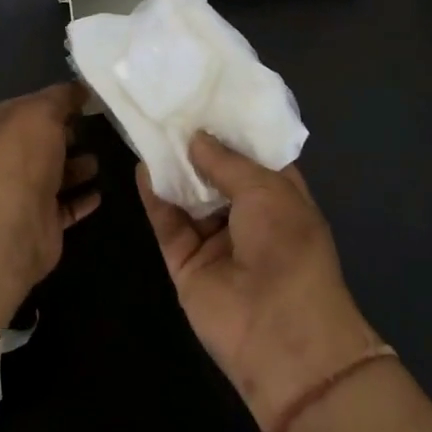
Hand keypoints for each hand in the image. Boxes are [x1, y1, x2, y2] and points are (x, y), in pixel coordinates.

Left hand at [0, 82, 100, 287]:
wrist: (14, 225)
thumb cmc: (22, 156)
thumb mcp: (43, 111)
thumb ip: (62, 96)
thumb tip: (80, 88)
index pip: (23, 107)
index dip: (51, 101)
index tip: (82, 100)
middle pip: (38, 142)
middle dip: (65, 136)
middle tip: (92, 129)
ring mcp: (17, 194)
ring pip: (52, 175)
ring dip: (76, 168)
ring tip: (97, 162)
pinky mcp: (38, 222)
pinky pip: (63, 206)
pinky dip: (81, 199)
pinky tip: (99, 193)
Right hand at [138, 133, 380, 431]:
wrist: (281, 336)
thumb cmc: (288, 248)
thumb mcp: (266, 190)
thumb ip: (226, 161)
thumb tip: (196, 137)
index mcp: (279, 195)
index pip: (251, 154)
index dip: (230, 128)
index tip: (204, 96)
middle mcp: (247, 214)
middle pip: (215, 172)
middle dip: (195, 143)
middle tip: (168, 106)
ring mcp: (215, 239)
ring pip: (188, 195)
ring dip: (172, 167)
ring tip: (149, 127)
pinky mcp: (186, 262)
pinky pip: (168, 223)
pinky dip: (155, 197)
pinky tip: (142, 167)